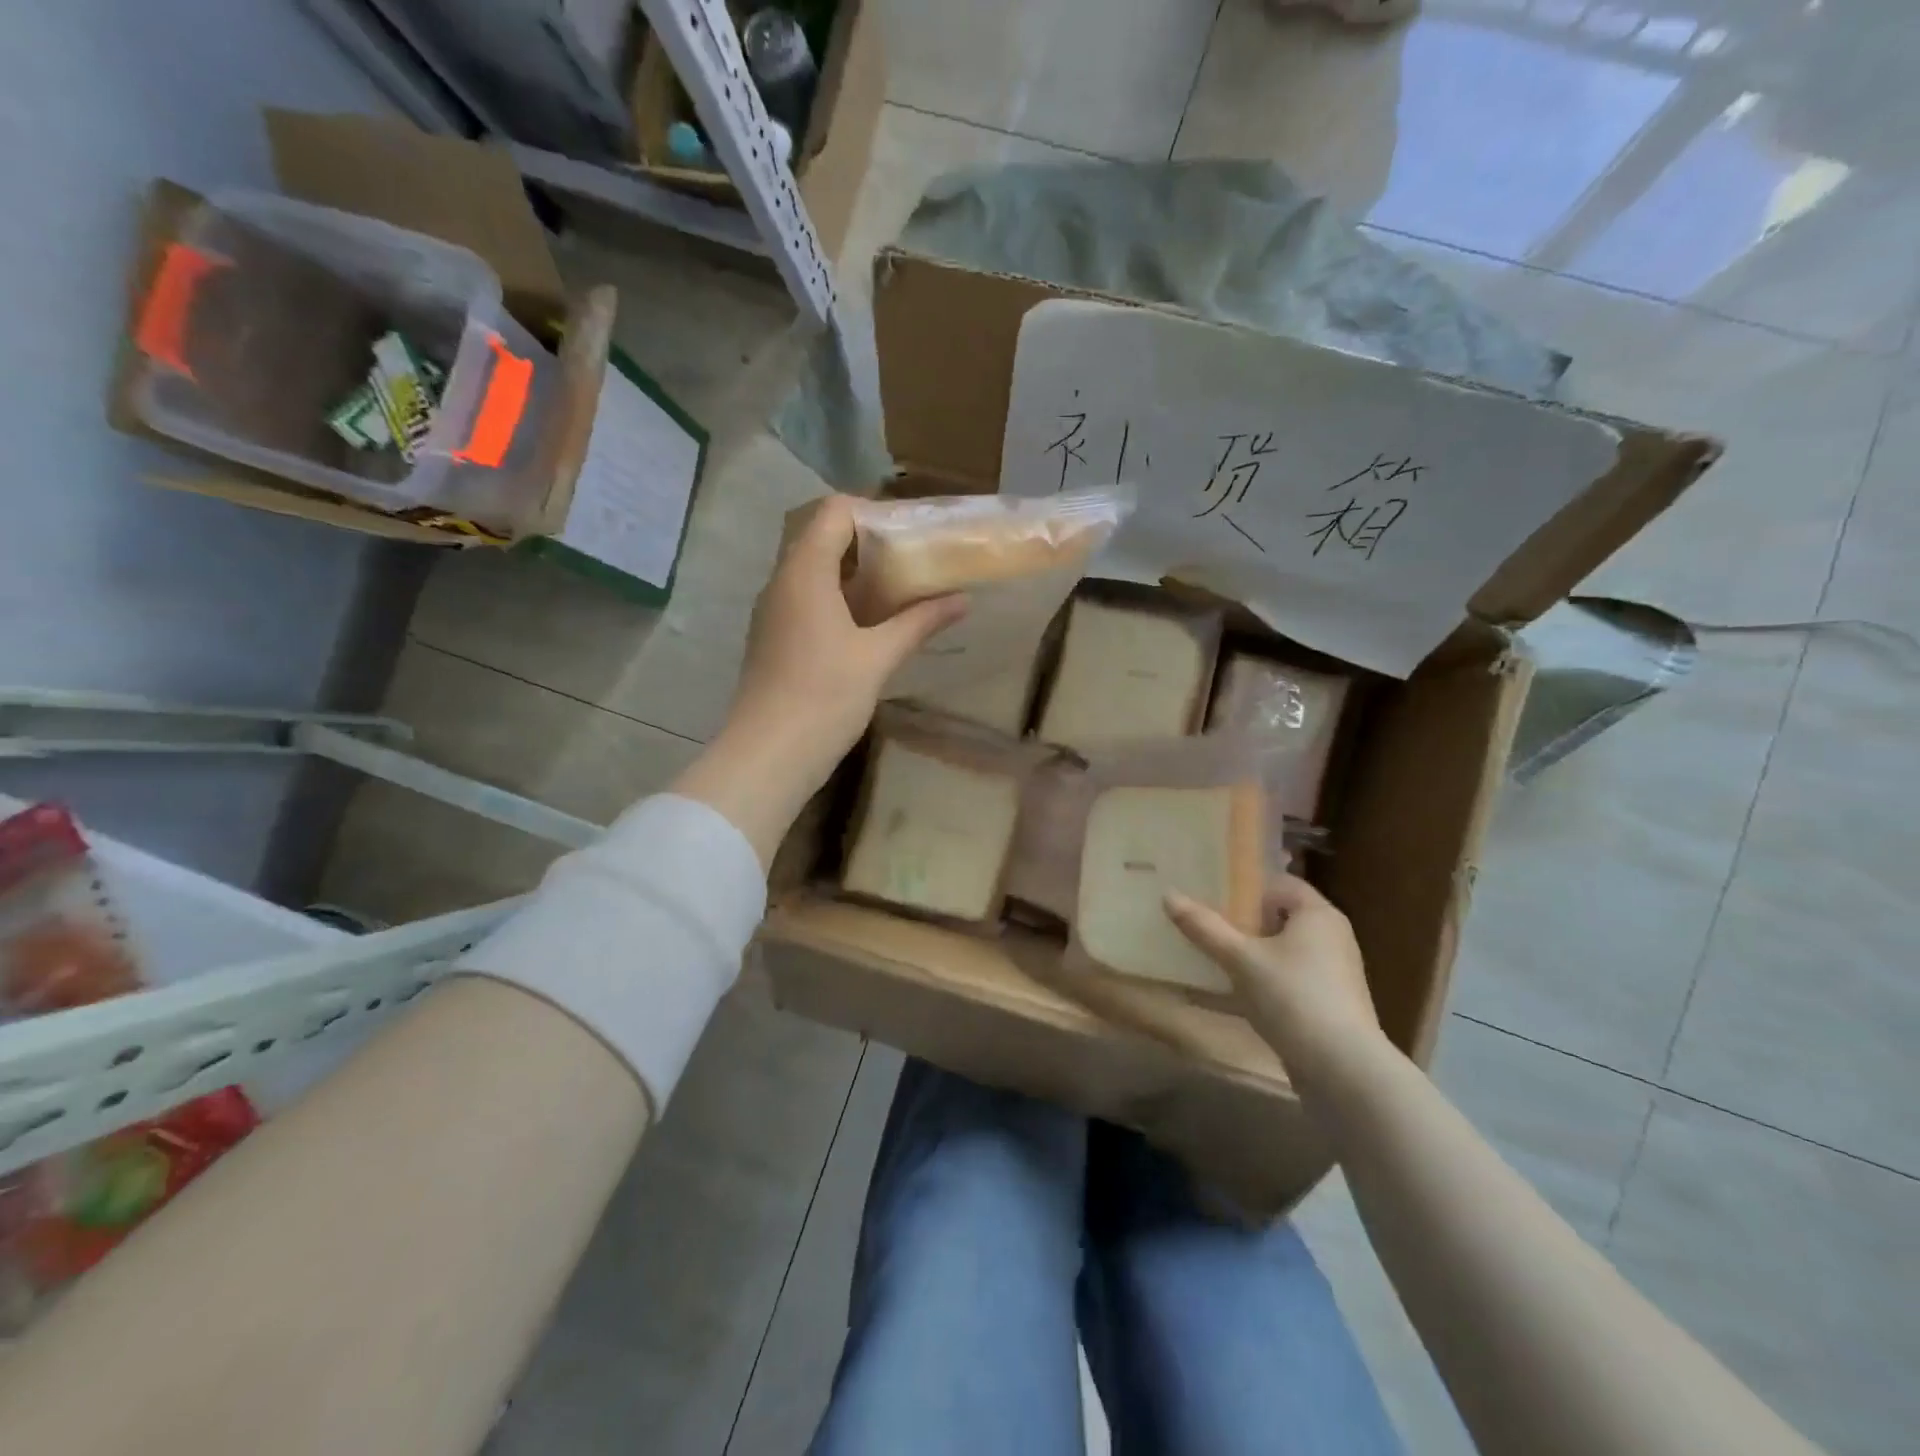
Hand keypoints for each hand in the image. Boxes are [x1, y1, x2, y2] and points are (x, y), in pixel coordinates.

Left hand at [672, 496, 964, 866]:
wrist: (768, 755)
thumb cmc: (824, 697)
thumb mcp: (879, 657)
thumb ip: (920, 622)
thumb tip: (963, 599)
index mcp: (804, 571)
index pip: (834, 512)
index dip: (873, 513)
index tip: (911, 534)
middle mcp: (782, 581)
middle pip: (822, 537)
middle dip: (868, 543)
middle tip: (911, 560)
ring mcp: (773, 610)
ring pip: (813, 570)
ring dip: (853, 573)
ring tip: (898, 589)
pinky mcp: (774, 637)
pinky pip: (806, 599)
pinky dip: (838, 598)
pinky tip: (869, 624)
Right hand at [1165, 876, 1384, 1073]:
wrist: (1343, 1070)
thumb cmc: (1293, 997)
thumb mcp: (1240, 959)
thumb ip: (1204, 927)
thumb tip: (1168, 895)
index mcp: (1318, 915)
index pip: (1280, 885)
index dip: (1246, 889)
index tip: (1211, 898)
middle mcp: (1332, 938)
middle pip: (1279, 920)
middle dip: (1242, 924)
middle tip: (1204, 928)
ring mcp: (1332, 975)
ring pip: (1281, 954)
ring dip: (1248, 957)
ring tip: (1209, 961)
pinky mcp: (1327, 1007)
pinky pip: (1286, 983)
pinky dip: (1259, 985)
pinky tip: (1226, 1000)